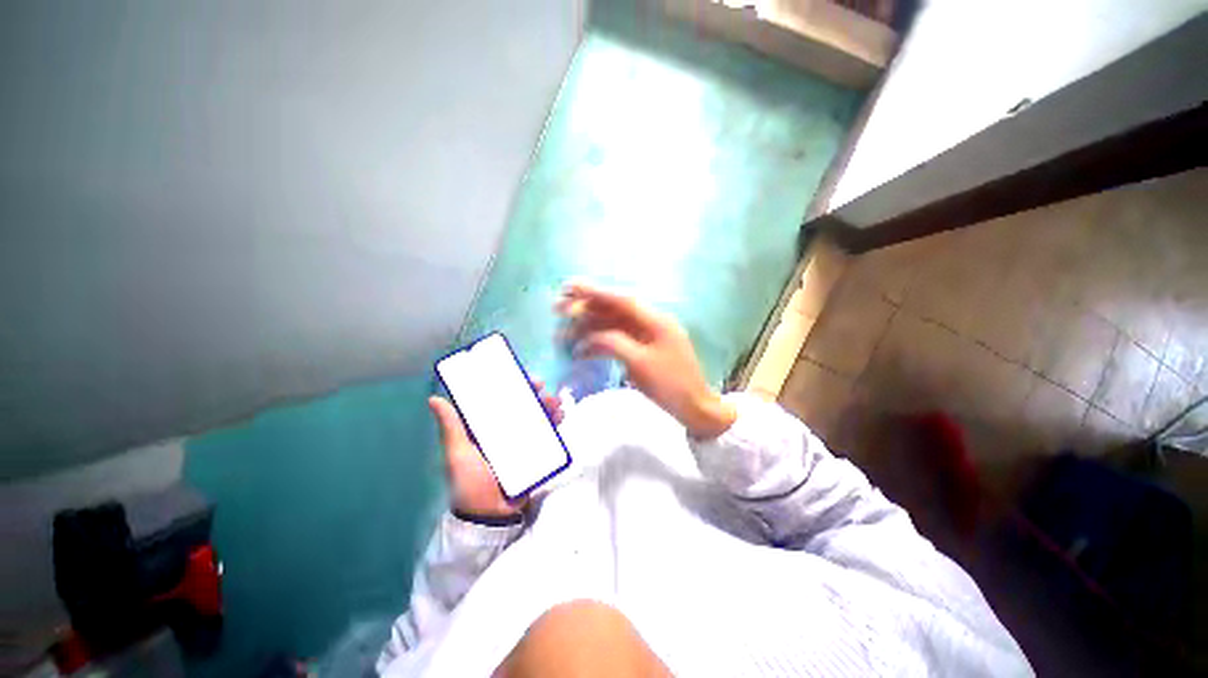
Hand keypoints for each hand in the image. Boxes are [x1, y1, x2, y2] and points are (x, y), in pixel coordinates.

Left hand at [429, 380, 562, 518]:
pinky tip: (560, 416)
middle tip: (542, 387)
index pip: (500, 399)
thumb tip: (434, 399)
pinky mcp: (535, 452)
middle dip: (534, 392)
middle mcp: (505, 430)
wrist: (490, 515)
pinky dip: (555, 422)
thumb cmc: (470, 482)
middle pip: (522, 404)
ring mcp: (522, 440)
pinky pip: (547, 433)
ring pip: (537, 416)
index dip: (511, 384)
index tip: (521, 376)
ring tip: (555, 402)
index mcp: (486, 426)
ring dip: (547, 405)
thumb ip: (452, 427)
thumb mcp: (459, 454)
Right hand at [556, 282, 735, 439]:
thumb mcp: (641, 364)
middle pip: (614, 311)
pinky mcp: (643, 350)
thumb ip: (614, 343)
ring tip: (562, 335)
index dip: (595, 292)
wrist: (694, 407)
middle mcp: (650, 322)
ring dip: (588, 329)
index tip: (571, 287)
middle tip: (558, 309)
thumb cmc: (670, 384)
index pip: (621, 301)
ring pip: (612, 326)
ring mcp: (647, 337)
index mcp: (655, 320)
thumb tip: (590, 337)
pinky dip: (599, 344)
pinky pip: (618, 341)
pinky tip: (581, 351)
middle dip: (585, 310)